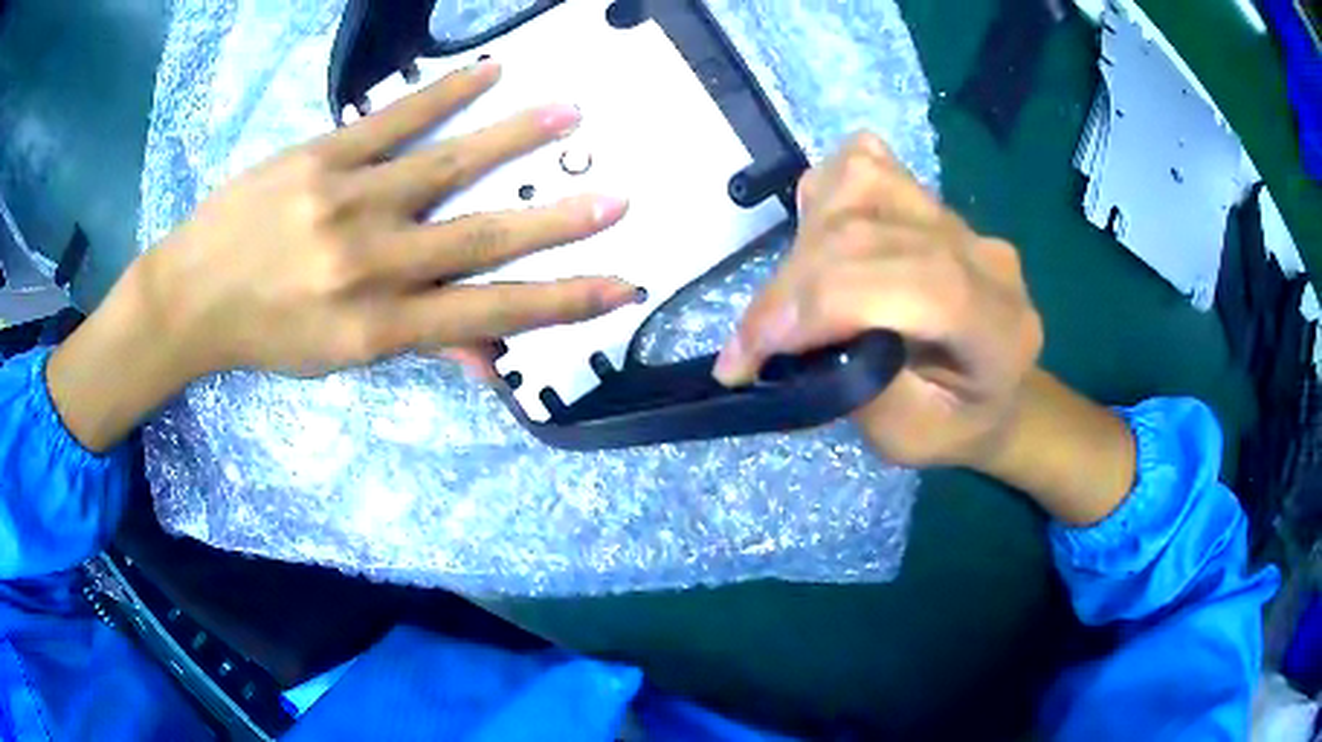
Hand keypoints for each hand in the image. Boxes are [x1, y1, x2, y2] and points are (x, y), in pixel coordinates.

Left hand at [47, 61, 636, 450]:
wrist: (191, 294)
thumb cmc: (265, 334)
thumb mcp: (338, 359)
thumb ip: (415, 345)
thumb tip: (486, 354)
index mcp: (376, 326)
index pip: (487, 313)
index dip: (559, 304)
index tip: (619, 287)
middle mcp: (370, 263)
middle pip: (479, 237)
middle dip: (556, 221)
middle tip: (618, 199)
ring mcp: (346, 199)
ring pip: (446, 163)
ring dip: (514, 136)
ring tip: (570, 111)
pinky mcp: (322, 153)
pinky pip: (393, 118)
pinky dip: (445, 93)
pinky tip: (491, 72)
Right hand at [716, 133, 1135, 524]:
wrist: (994, 389)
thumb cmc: (954, 424)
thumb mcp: (909, 441)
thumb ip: (863, 389)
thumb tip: (792, 334)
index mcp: (999, 327)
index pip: (920, 284)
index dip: (826, 305)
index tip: (752, 354)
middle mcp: (983, 255)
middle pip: (871, 234)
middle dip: (790, 289)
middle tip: (749, 348)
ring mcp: (955, 216)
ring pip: (858, 186)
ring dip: (802, 245)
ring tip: (792, 303)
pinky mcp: (927, 194)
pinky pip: (861, 166)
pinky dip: (822, 202)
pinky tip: (821, 248)